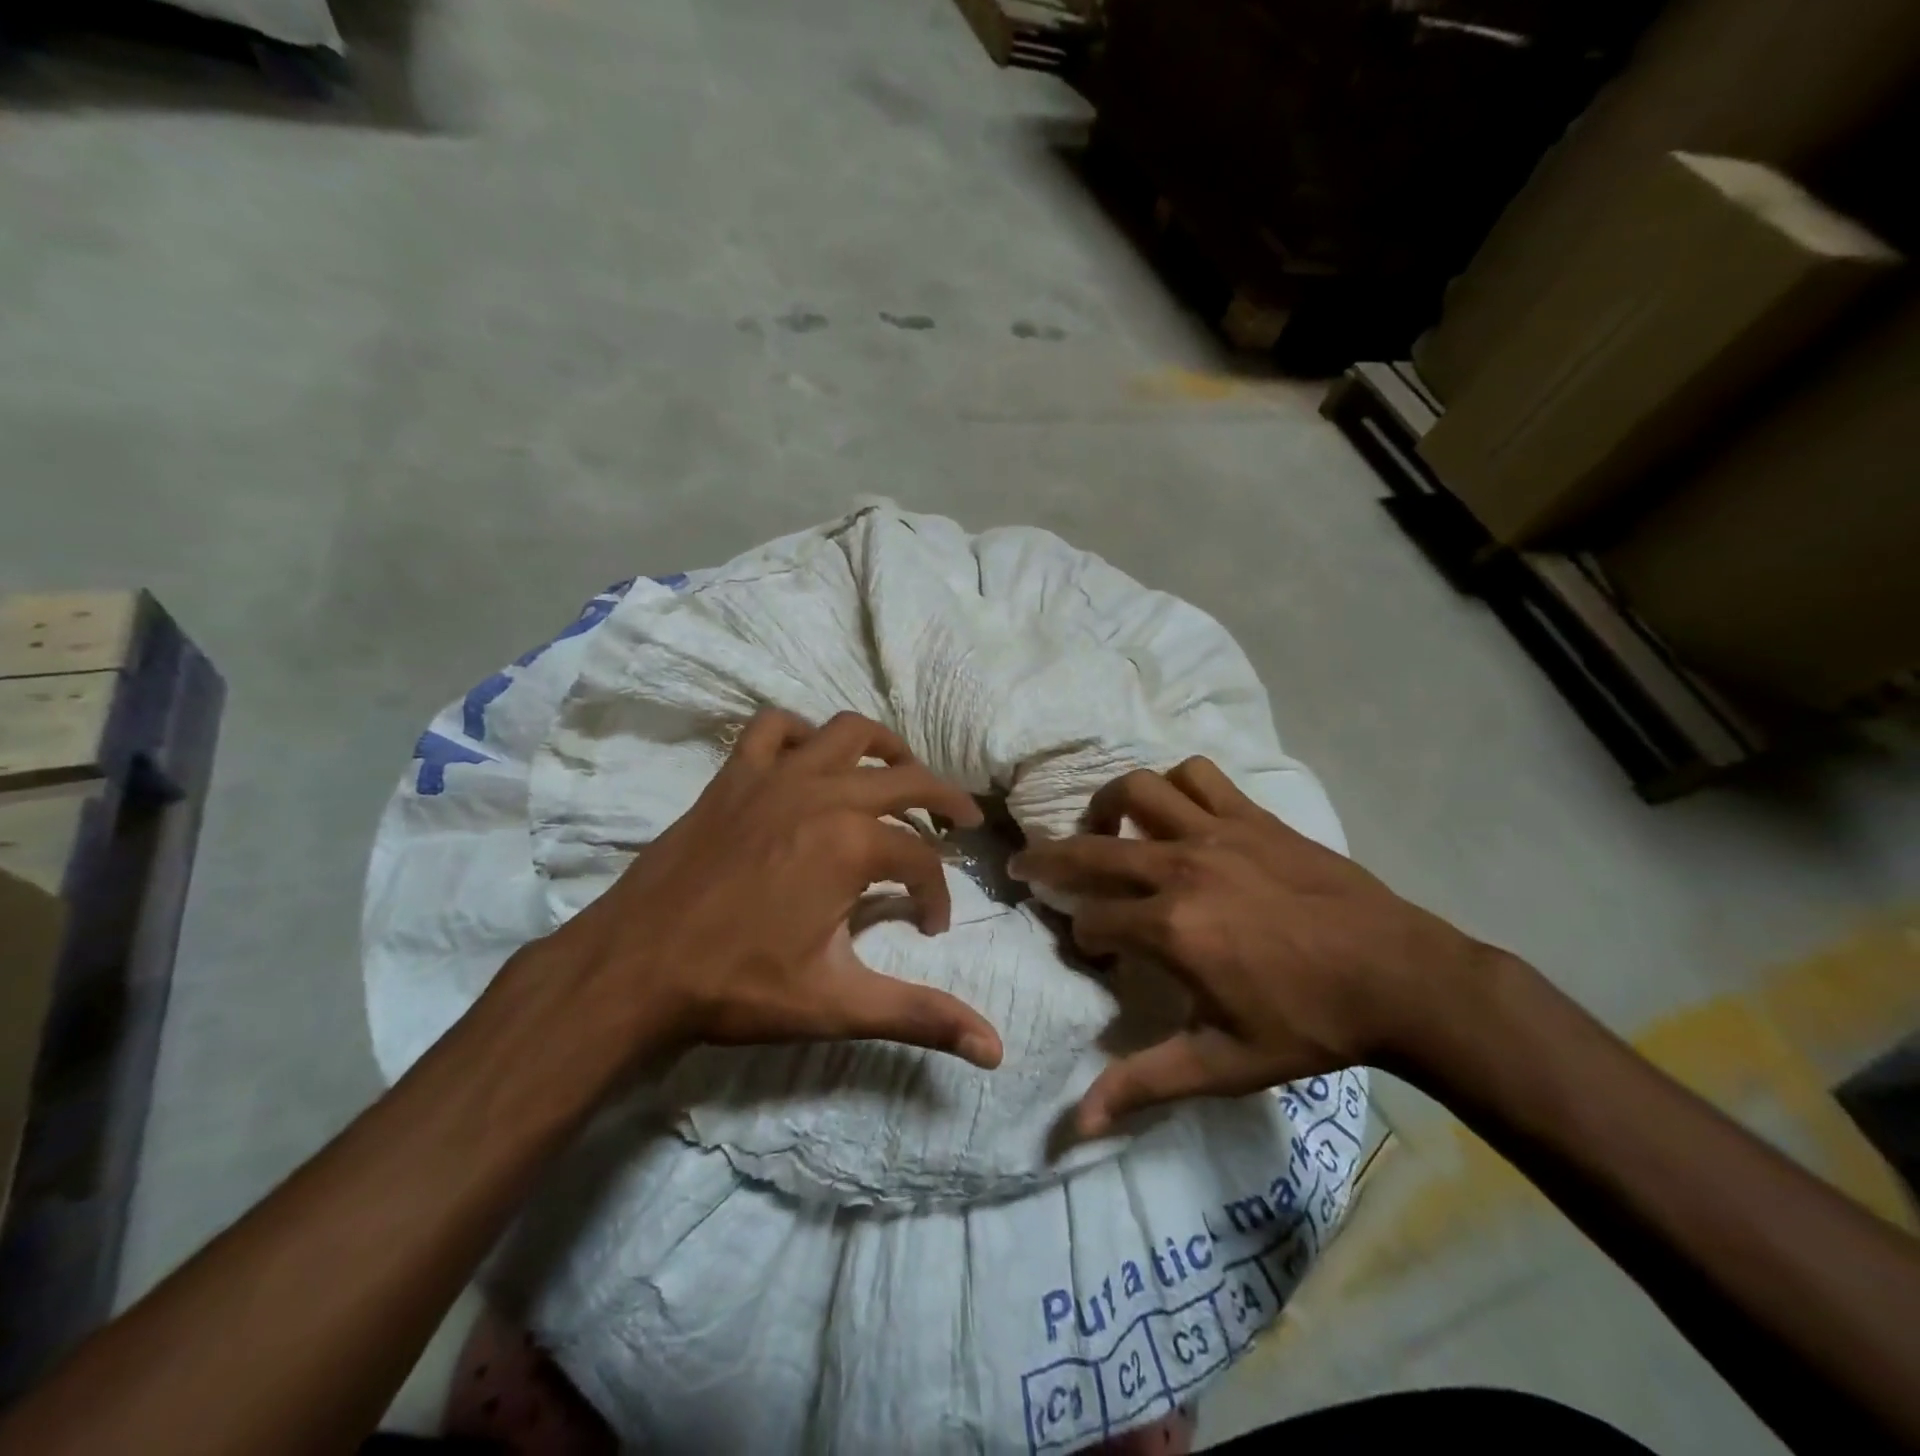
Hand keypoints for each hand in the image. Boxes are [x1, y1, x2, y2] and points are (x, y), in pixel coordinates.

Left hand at [542, 709, 1004, 1069]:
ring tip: (902, 775)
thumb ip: (921, 1016)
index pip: (922, 863)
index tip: (930, 927)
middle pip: (908, 781)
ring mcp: (775, 777)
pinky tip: (811, 759)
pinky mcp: (734, 776)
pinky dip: (802, 734)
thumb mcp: (839, 1004)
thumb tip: (996, 1049)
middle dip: (946, 803)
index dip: (937, 896)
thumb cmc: (739, 986)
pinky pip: (774, 728)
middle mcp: (824, 794)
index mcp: (853, 845)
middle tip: (962, 824)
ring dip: (887, 749)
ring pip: (850, 732)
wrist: (633, 969)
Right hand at [1008, 758, 1490, 1134]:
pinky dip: (1175, 785)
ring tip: (1106, 828)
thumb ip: (1144, 1084)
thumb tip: (1077, 1125)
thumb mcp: (1223, 1064)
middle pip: (1090, 848)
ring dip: (1109, 805)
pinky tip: (1176, 812)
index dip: (1083, 937)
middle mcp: (1180, 867)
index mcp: (1170, 928)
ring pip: (1137, 789)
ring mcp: (1217, 833)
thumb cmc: (1308, 1024)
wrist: (1400, 978)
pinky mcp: (1253, 816)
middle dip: (1048, 858)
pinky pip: (1198, 776)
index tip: (1096, 952)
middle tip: (1026, 864)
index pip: (1091, 920)